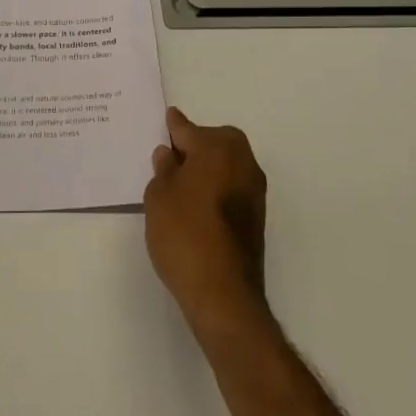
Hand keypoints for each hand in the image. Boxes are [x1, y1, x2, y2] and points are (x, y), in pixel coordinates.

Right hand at [144, 107, 268, 333]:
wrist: (224, 295)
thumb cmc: (184, 235)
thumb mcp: (159, 196)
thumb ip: (164, 169)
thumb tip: (170, 155)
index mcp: (217, 147)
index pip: (187, 129)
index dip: (172, 127)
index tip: (166, 120)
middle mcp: (242, 160)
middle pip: (213, 142)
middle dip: (193, 146)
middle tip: (169, 161)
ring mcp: (254, 189)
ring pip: (225, 164)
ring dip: (207, 168)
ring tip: (180, 186)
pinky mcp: (257, 216)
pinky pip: (231, 187)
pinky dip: (216, 188)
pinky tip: (197, 206)